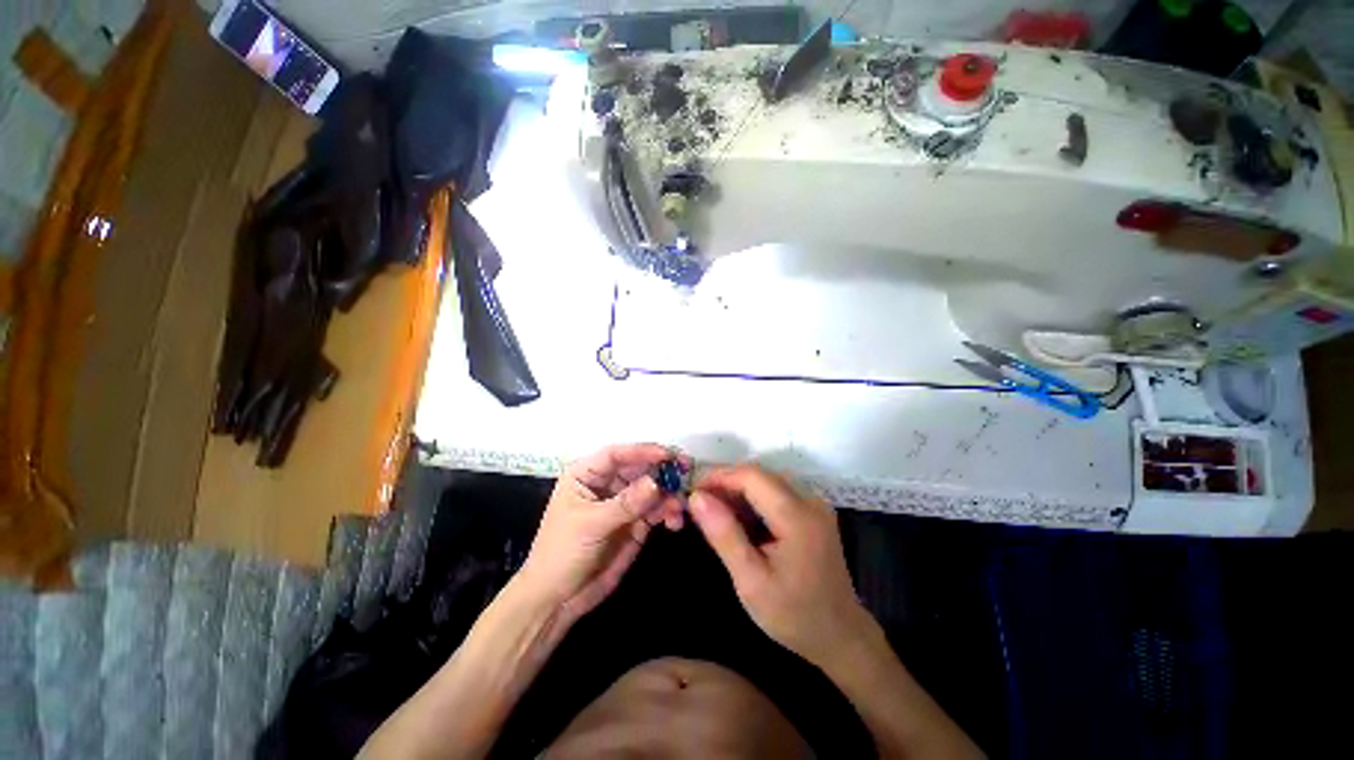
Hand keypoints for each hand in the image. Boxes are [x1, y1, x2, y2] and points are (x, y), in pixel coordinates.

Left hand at [517, 444, 688, 624]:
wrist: (558, 600)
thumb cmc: (562, 553)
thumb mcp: (591, 525)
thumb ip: (625, 503)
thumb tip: (656, 483)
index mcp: (587, 474)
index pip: (617, 454)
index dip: (642, 451)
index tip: (668, 455)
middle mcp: (607, 483)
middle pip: (640, 468)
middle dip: (662, 471)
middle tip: (687, 472)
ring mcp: (623, 502)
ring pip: (652, 488)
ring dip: (669, 494)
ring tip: (680, 508)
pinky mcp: (635, 522)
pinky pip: (657, 509)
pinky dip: (668, 512)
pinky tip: (675, 521)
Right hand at [689, 465, 875, 667]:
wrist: (841, 637)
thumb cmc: (794, 615)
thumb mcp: (751, 581)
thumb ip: (724, 535)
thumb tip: (697, 497)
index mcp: (797, 516)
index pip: (751, 476)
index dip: (719, 477)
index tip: (693, 492)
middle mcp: (809, 500)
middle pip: (759, 475)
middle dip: (726, 483)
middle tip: (700, 505)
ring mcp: (814, 505)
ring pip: (766, 482)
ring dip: (738, 491)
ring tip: (714, 513)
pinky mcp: (813, 513)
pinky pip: (777, 494)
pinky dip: (753, 501)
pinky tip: (740, 521)